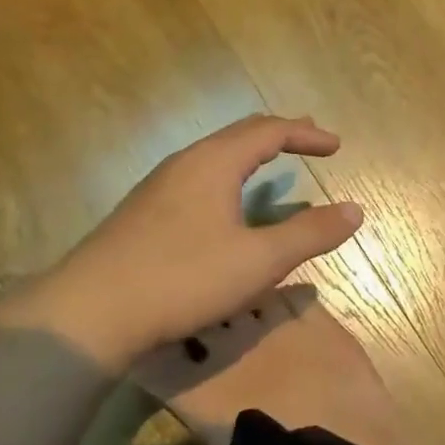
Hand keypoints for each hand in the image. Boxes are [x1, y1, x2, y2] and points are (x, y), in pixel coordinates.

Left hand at [0, 115, 364, 369]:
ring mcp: (158, 188)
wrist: (88, 313)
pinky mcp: (143, 214)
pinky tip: (225, 203)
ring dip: (250, 154)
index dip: (306, 134)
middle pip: (238, 134)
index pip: (269, 131)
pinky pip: (198, 177)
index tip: (335, 145)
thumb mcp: (260, 260)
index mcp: (214, 163)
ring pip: (214, 155)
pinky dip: (228, 175)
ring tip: (272, 163)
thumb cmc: (183, 278)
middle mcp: (184, 164)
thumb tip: (355, 210)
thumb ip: (310, 234)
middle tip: (308, 138)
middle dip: (279, 134)